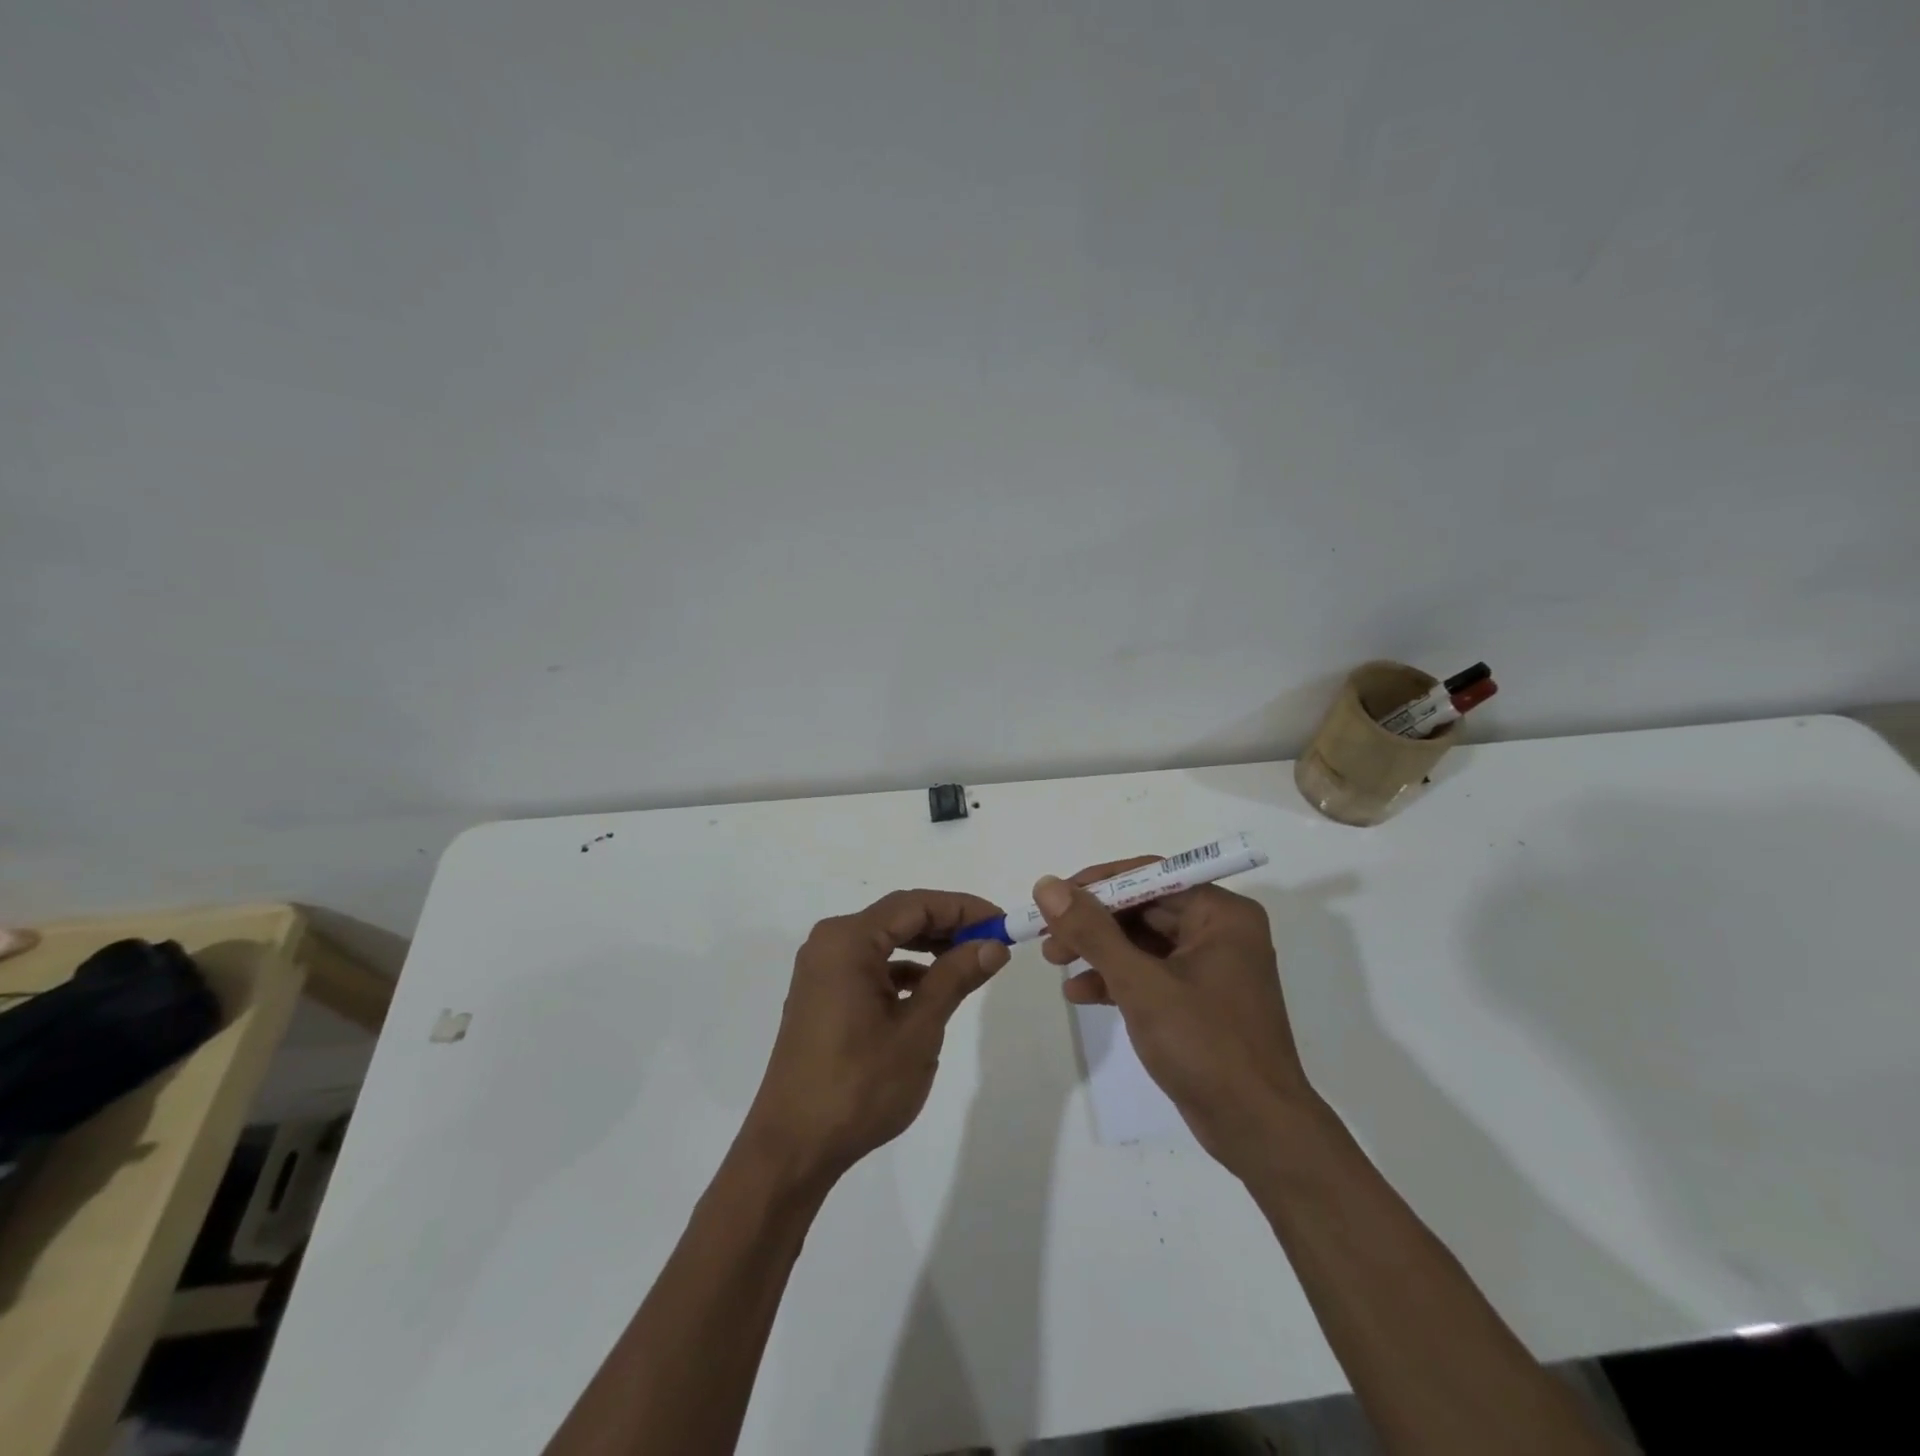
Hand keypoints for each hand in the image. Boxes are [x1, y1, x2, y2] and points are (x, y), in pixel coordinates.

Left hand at [742, 889, 1009, 1186]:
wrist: (793, 1146)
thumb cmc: (859, 1085)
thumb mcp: (918, 1029)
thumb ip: (955, 978)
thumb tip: (993, 945)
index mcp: (848, 940)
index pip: (916, 905)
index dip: (963, 908)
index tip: (1003, 922)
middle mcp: (830, 943)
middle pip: (898, 917)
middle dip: (947, 925)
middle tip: (992, 941)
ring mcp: (821, 969)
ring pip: (885, 941)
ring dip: (927, 947)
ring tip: (969, 962)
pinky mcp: (821, 994)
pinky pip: (869, 965)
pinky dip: (903, 970)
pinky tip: (930, 989)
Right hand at [1036, 861, 1312, 1173]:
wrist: (1257, 1131)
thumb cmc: (1205, 1045)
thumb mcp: (1140, 984)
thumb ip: (1092, 932)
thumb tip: (1048, 885)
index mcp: (1220, 913)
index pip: (1150, 876)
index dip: (1098, 883)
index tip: (1054, 897)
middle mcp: (1219, 931)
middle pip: (1143, 908)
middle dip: (1093, 922)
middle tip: (1048, 936)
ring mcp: (1210, 966)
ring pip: (1142, 941)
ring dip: (1098, 950)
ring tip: (1054, 962)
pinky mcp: (1199, 999)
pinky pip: (1150, 973)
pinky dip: (1116, 978)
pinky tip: (1079, 993)